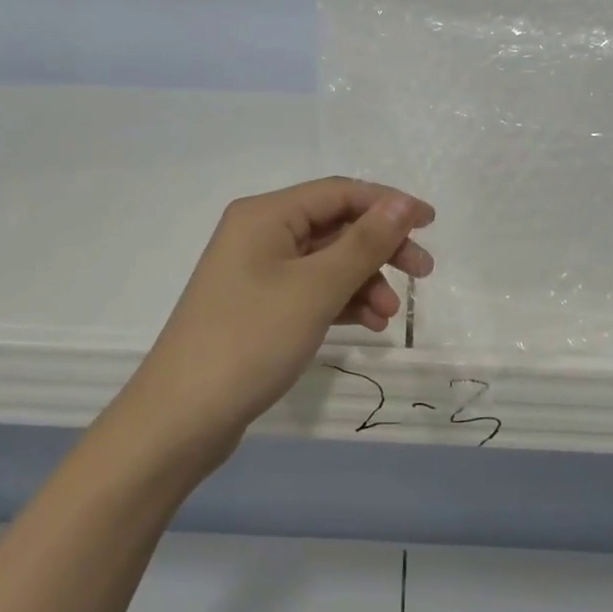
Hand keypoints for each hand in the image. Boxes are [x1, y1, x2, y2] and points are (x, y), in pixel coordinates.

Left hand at [121, 178, 434, 464]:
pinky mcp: (258, 307)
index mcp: (266, 214)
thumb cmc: (251, 340)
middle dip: (380, 247)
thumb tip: (404, 203)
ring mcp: (256, 272)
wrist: (181, 419)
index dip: (388, 204)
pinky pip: (310, 290)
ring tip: (389, 315)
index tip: (431, 225)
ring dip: (363, 281)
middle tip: (423, 274)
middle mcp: (259, 234)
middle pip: (335, 226)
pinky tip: (368, 325)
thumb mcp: (316, 288)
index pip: (340, 192)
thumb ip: (365, 243)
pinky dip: (341, 302)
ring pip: (326, 261)